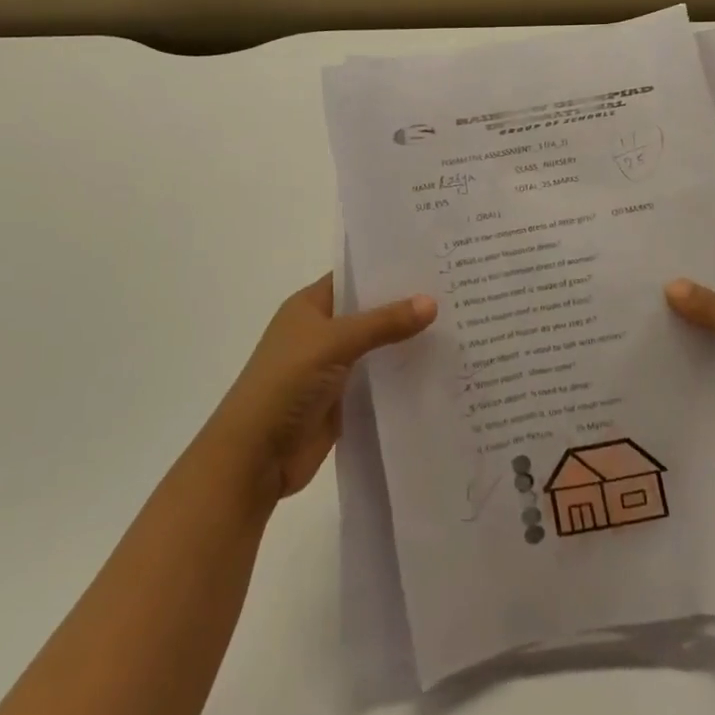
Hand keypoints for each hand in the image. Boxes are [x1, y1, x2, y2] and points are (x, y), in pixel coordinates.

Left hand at [203, 275, 435, 511]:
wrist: (256, 455)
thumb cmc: (286, 382)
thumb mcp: (334, 342)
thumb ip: (383, 323)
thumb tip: (431, 302)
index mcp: (310, 306)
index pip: (353, 276)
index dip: (386, 268)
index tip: (430, 260)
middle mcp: (322, 332)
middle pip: (369, 312)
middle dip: (405, 305)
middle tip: (455, 291)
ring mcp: (332, 367)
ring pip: (377, 347)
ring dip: (407, 342)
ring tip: (459, 326)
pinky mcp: (344, 400)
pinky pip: (379, 380)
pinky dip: (402, 376)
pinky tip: (439, 370)